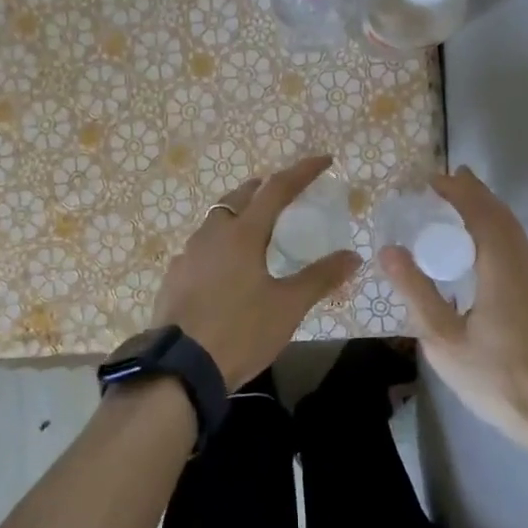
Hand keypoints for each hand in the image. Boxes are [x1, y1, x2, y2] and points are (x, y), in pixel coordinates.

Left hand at [151, 155, 362, 389]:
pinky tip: (225, 267)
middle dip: (262, 188)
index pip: (277, 188)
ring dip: (237, 214)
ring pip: (215, 220)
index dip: (302, 171)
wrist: (181, 367)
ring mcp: (188, 254)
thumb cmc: (240, 330)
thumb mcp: (288, 307)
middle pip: (239, 197)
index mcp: (243, 233)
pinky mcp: (174, 276)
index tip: (323, 161)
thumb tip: (353, 256)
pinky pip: (201, 247)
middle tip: (282, 193)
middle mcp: (212, 233)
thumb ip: (320, 278)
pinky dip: (219, 244)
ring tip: (255, 229)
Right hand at [379, 166, 527, 446]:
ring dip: (488, 212)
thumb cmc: (498, 380)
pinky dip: (498, 233)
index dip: (458, 192)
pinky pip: (520, 249)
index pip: (482, 214)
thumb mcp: (444, 341)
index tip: (432, 180)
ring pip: (515, 233)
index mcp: (504, 270)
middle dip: (475, 194)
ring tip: (460, 206)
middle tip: (445, 182)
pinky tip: (482, 251)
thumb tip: (389, 250)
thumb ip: (417, 292)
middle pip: (502, 217)